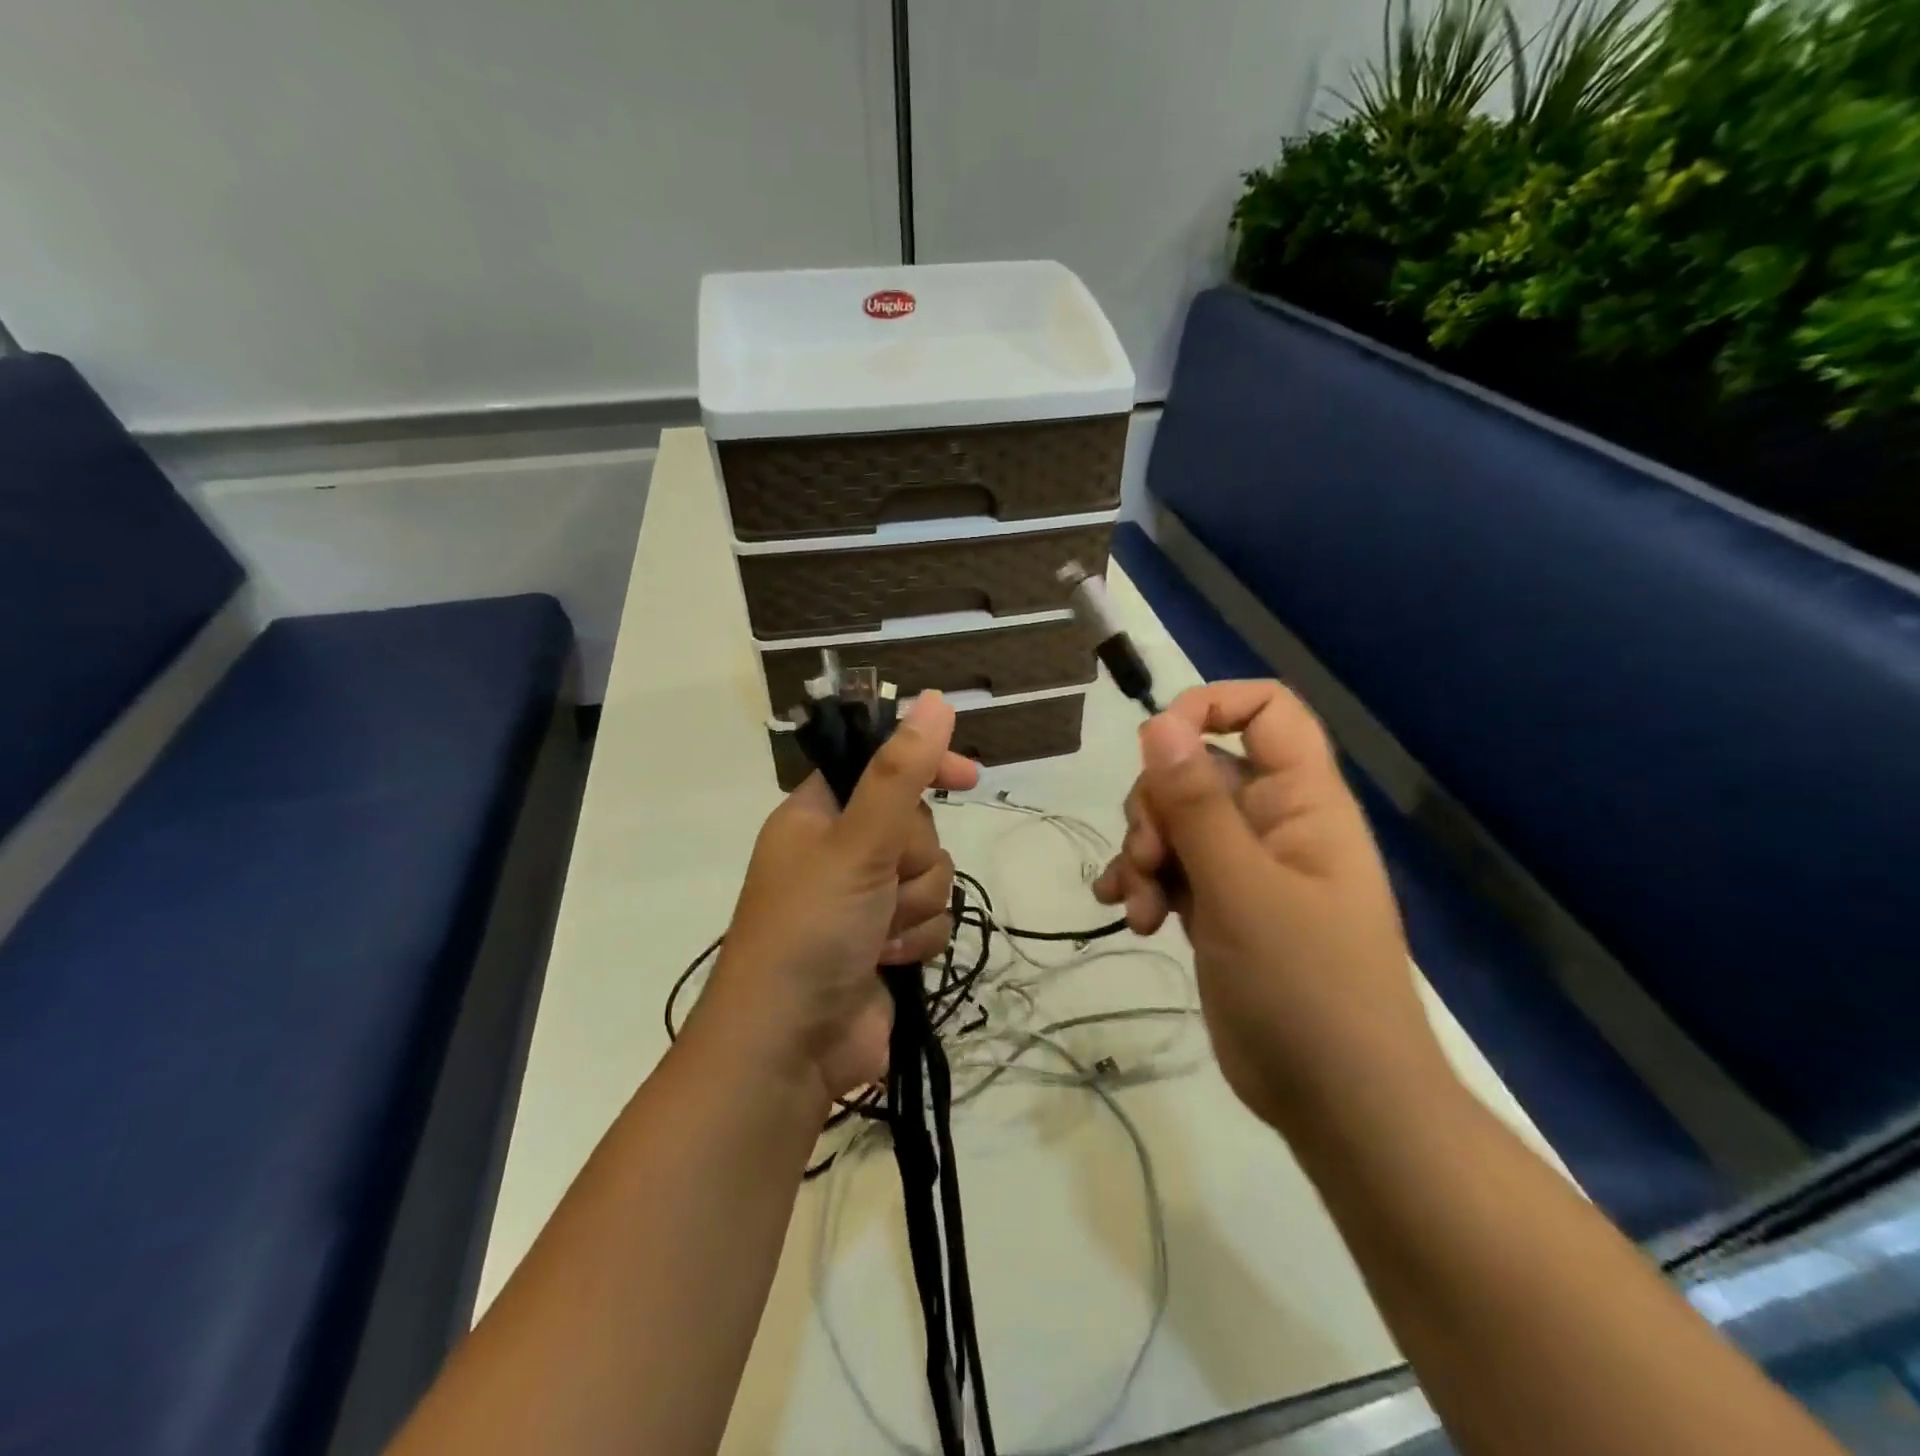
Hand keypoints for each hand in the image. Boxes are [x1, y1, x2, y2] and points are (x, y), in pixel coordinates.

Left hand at [693, 693, 979, 1108]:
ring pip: (932, 875)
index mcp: (819, 815)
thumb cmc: (810, 930)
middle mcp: (842, 851)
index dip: (924, 765)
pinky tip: (888, 961)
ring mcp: (865, 900)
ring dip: (914, 906)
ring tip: (878, 935)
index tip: (968, 776)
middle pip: (917, 826)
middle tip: (880, 886)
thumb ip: (900, 773)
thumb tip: (936, 701)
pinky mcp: (888, 943)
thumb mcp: (856, 843)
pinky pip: (931, 919)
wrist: (789, 1047)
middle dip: (912, 860)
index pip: (881, 766)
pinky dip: (916, 940)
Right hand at [1093, 682, 1445, 1131]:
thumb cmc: (1307, 988)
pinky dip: (1144, 883)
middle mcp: (1272, 823)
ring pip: (1175, 822)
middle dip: (1156, 807)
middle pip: (1199, 769)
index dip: (1210, 708)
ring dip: (1143, 853)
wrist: (1339, 1104)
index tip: (1157, 745)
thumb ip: (1196, 804)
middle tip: (1149, 858)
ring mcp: (1245, 868)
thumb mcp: (1242, 888)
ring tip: (1140, 904)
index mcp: (1302, 802)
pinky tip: (1127, 914)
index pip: (1267, 711)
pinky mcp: (1220, 907)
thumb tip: (1158, 722)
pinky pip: (1171, 868)